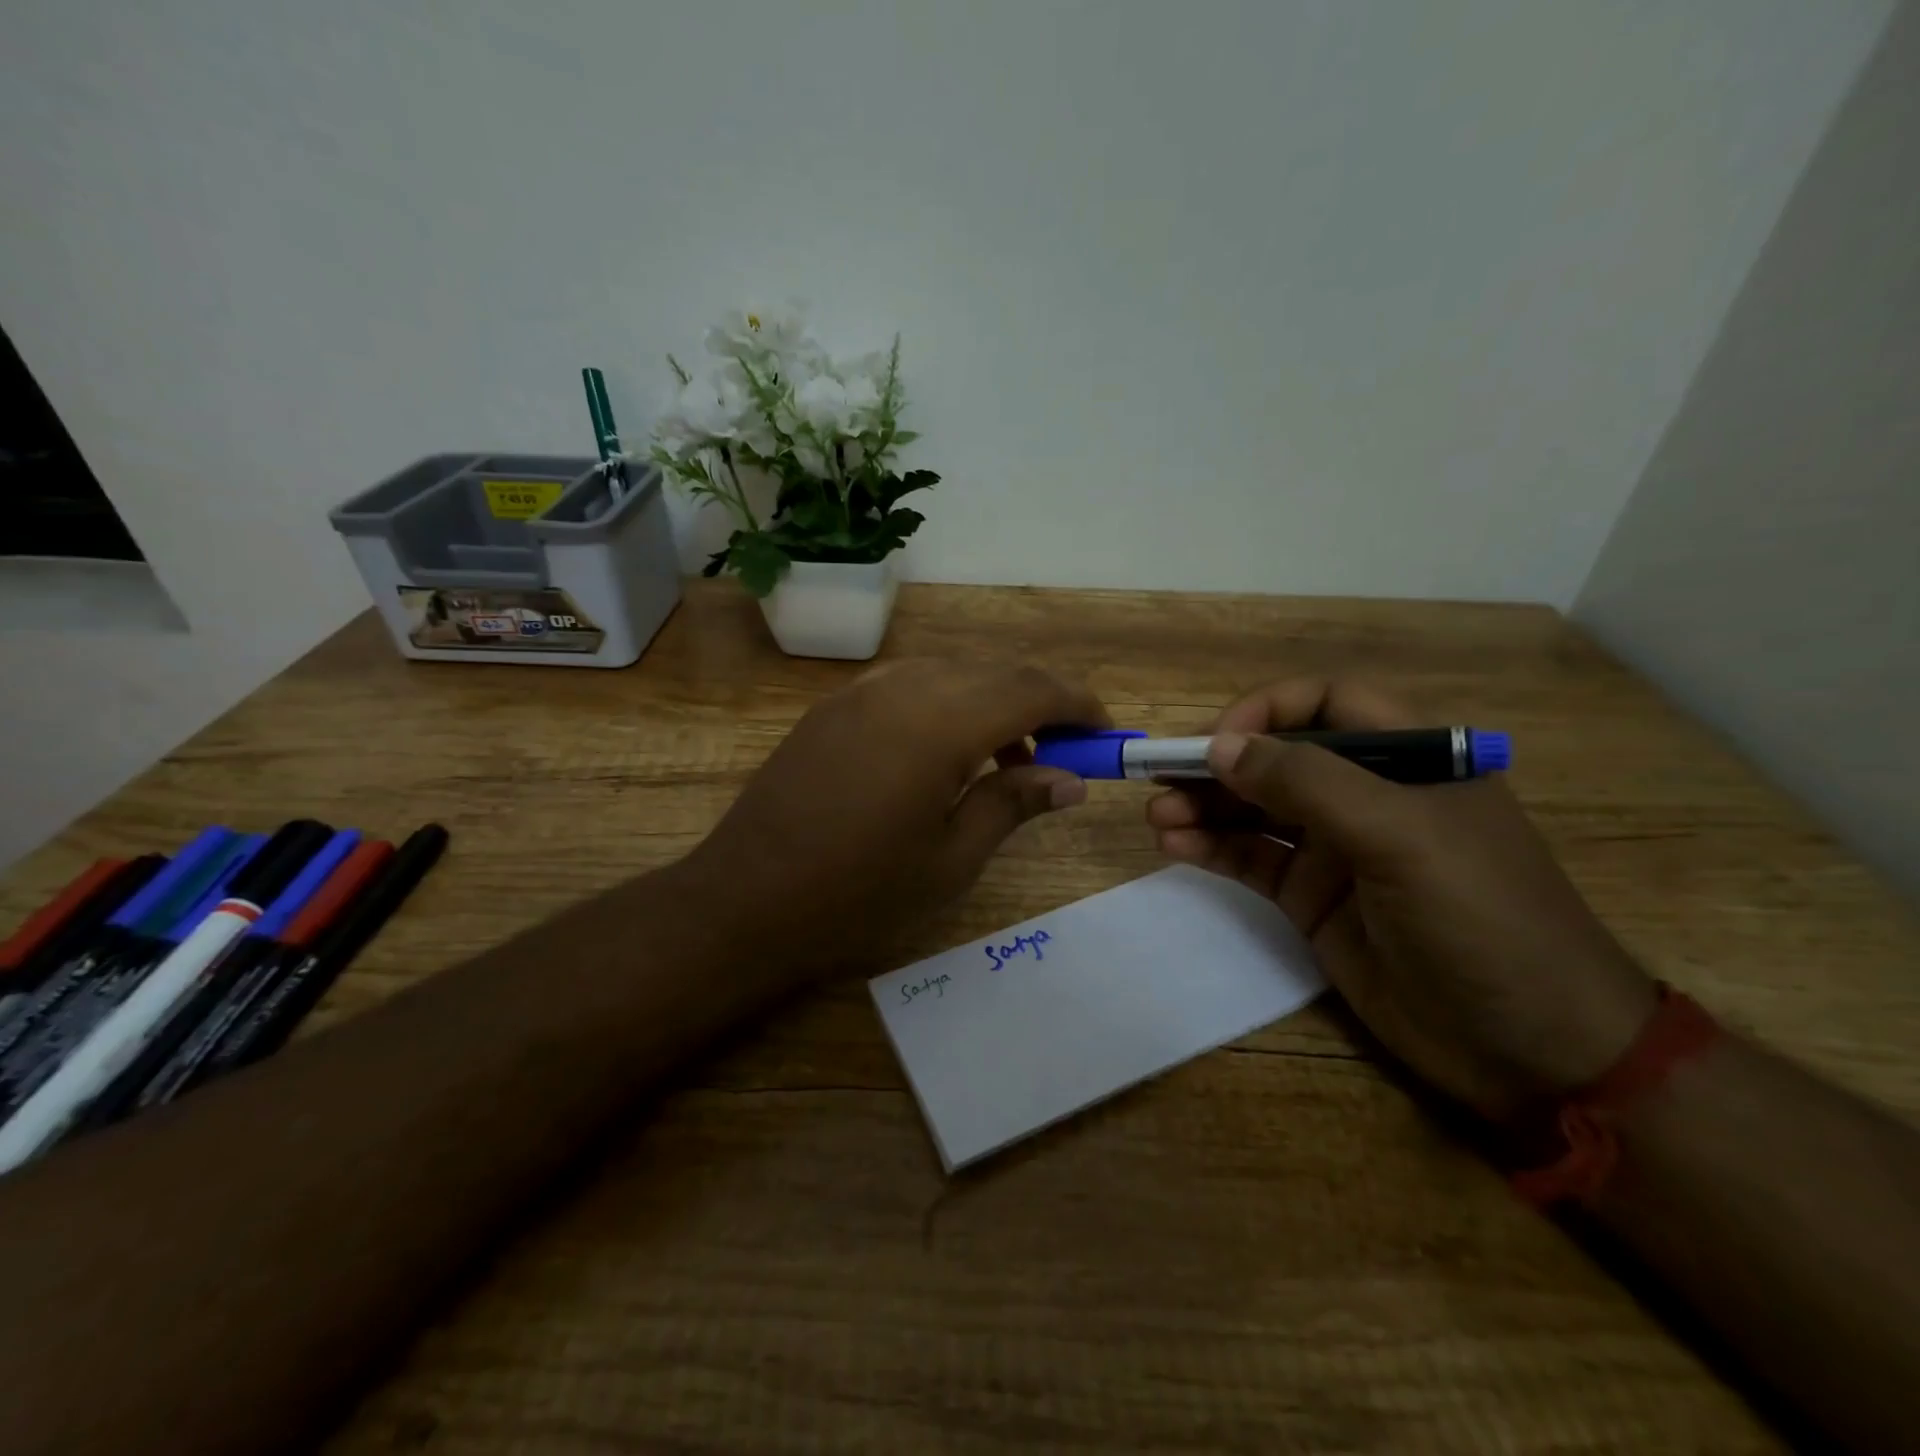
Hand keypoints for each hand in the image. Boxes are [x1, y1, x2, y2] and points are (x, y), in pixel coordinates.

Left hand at [679, 659, 1108, 983]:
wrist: (746, 898)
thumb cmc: (858, 893)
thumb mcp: (951, 859)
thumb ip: (1013, 804)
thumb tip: (1070, 780)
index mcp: (940, 724)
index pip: (1032, 689)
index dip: (1079, 705)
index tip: (1105, 734)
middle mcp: (904, 687)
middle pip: (996, 671)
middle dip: (1042, 701)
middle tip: (1064, 751)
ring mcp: (862, 690)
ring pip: (953, 671)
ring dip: (994, 700)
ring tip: (1008, 759)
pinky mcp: (835, 705)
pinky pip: (910, 682)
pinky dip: (948, 702)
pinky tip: (946, 750)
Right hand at [1147, 680, 1657, 1120]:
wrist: (1532, 1051)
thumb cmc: (1482, 920)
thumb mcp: (1400, 837)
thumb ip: (1307, 783)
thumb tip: (1220, 747)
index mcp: (1410, 759)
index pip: (1327, 703)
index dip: (1268, 711)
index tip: (1219, 741)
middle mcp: (1368, 795)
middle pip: (1278, 758)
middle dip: (1218, 764)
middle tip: (1159, 776)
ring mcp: (1336, 848)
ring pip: (1254, 809)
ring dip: (1203, 806)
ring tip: (1158, 817)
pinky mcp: (1312, 898)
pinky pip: (1252, 859)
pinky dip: (1212, 849)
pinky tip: (1175, 848)